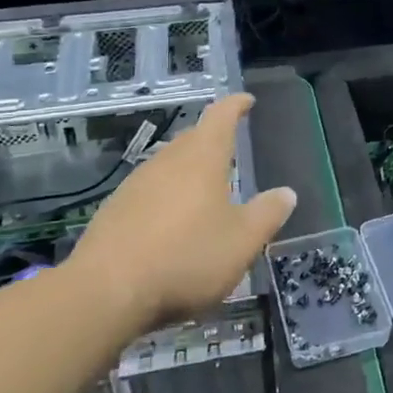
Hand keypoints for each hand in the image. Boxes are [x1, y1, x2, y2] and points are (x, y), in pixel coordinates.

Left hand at [67, 94, 295, 331]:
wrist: (105, 292)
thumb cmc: (186, 257)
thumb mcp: (241, 242)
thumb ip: (266, 215)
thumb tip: (286, 193)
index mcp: (202, 158)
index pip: (221, 117)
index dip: (235, 106)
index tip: (246, 101)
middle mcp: (167, 162)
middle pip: (192, 139)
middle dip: (211, 139)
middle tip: (229, 149)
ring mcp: (135, 185)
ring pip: (168, 165)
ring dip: (187, 170)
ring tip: (204, 190)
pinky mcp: (114, 211)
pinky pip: (148, 192)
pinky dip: (166, 197)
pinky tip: (170, 223)